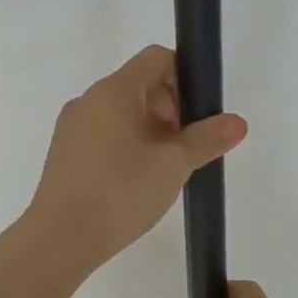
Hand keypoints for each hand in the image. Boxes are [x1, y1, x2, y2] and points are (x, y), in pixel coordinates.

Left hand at [25, 45, 246, 282]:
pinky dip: (127, 147)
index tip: (198, 116)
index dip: (185, 77)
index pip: (156, 58)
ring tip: (165, 171)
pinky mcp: (64, 154)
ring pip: (121, 114)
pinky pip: (104, 136)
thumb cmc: (120, 192)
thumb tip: (237, 122)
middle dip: (171, 110)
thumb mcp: (173, 165)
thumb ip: (206, 139)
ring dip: (150, 132)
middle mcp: (89, 100)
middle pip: (140, 86)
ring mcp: (72, 127)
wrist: (60, 238)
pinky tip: (136, 183)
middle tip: (187, 150)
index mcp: (114, 91)